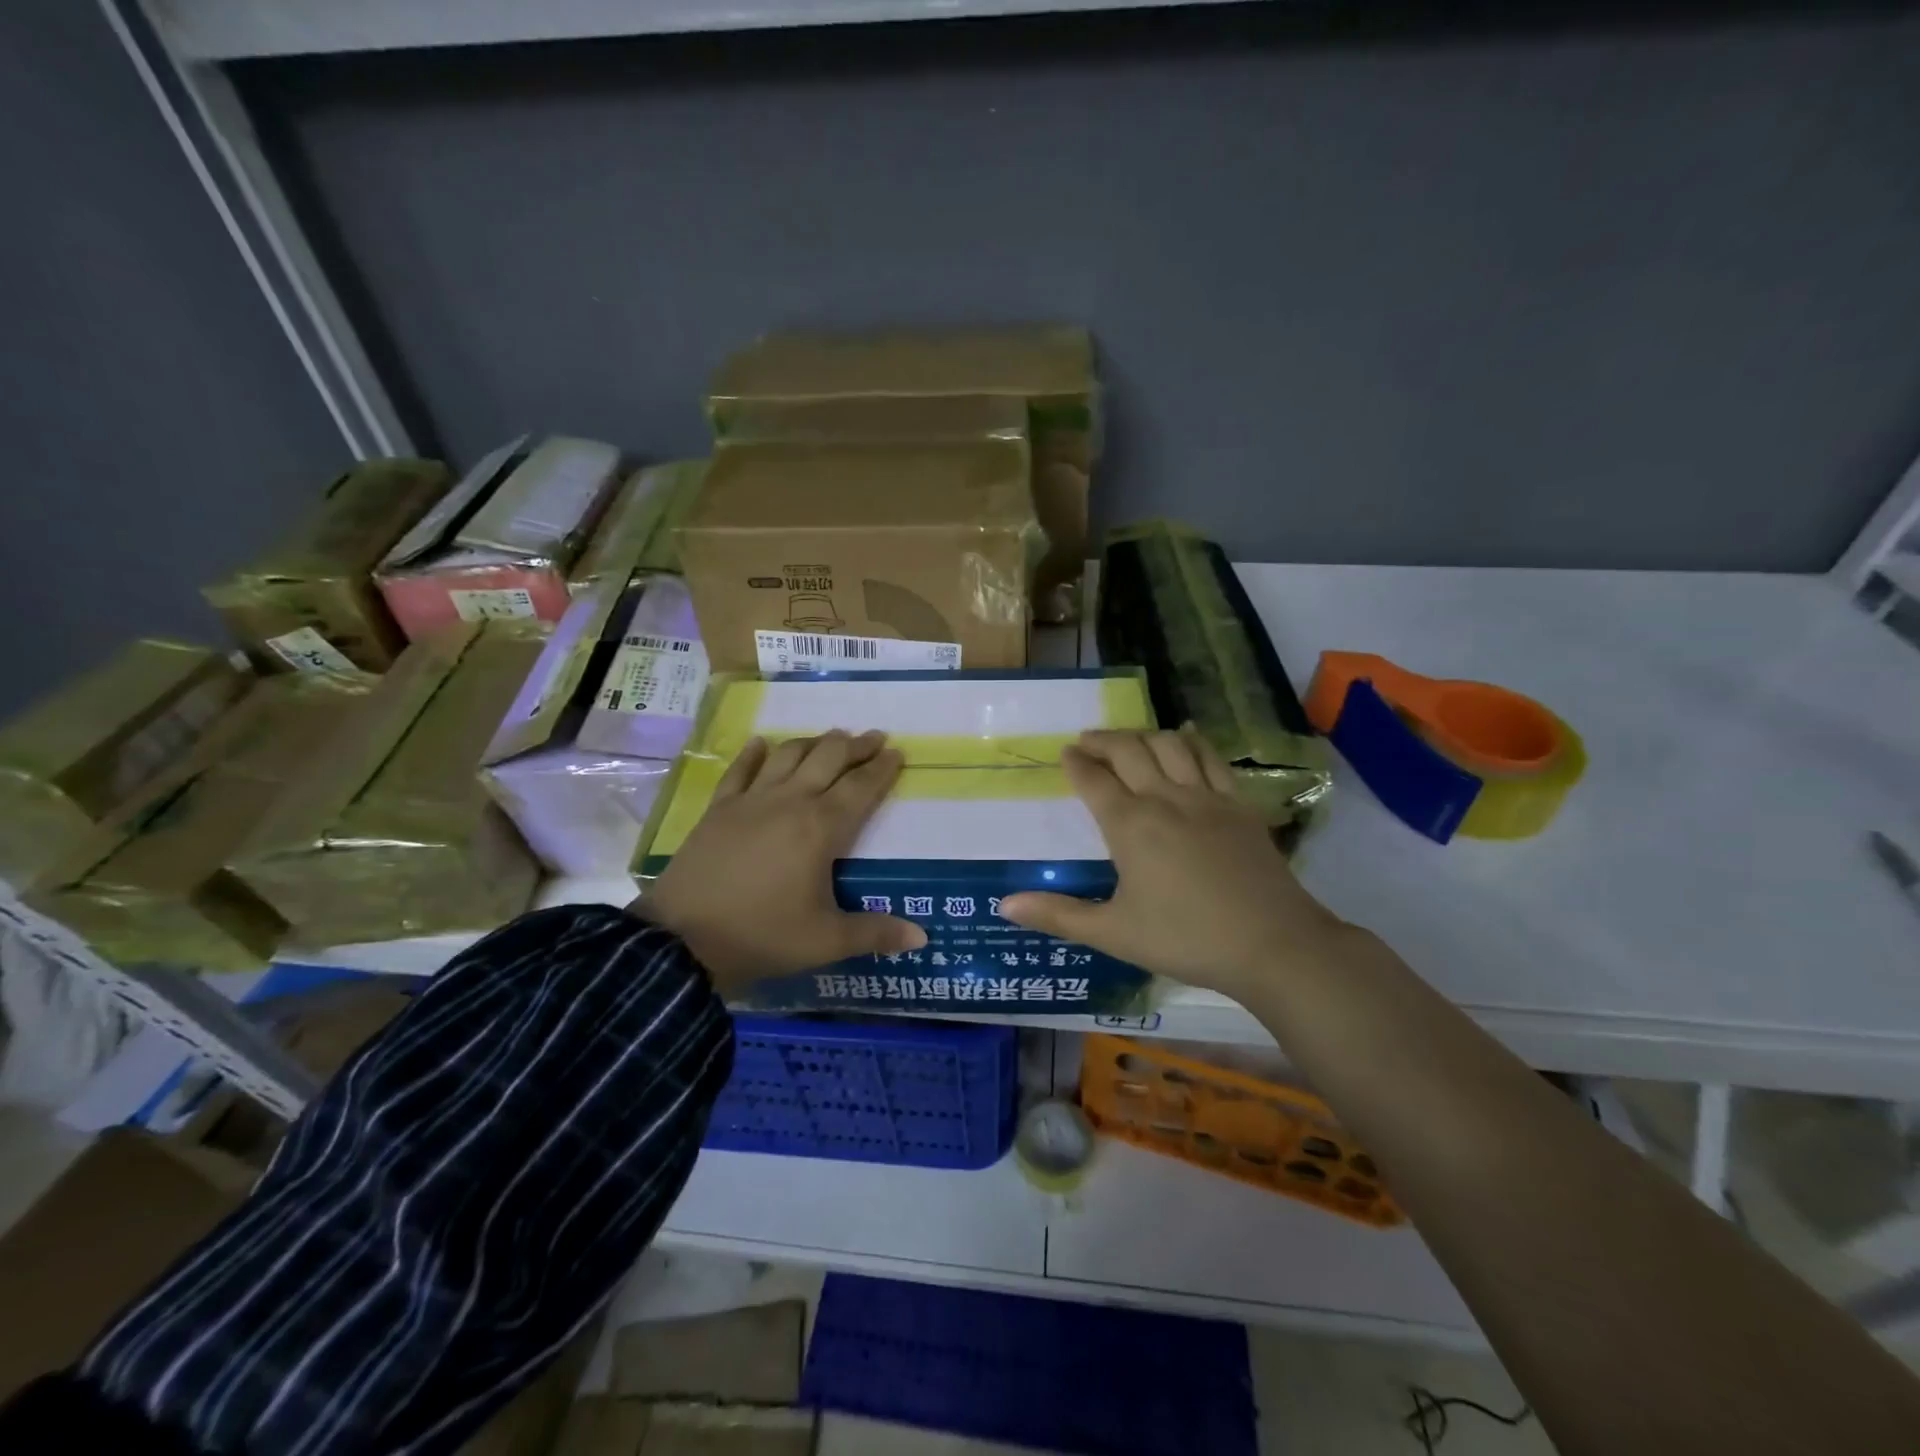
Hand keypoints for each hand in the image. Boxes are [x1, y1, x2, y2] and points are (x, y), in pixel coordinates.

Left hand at [638, 730, 927, 993]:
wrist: (681, 940)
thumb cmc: (761, 935)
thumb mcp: (825, 941)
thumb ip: (875, 933)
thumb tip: (921, 937)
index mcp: (821, 828)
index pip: (861, 787)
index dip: (882, 768)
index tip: (897, 752)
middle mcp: (790, 801)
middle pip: (828, 758)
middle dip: (855, 745)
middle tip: (873, 738)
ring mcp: (751, 801)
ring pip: (789, 755)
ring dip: (814, 742)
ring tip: (831, 737)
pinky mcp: (719, 809)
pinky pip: (740, 770)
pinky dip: (754, 753)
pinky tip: (762, 743)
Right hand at [1000, 729, 1346, 999]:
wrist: (1272, 943)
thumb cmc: (1185, 939)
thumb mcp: (1113, 933)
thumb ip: (1058, 915)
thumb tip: (1004, 905)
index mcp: (1129, 825)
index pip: (1093, 780)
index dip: (1075, 763)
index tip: (1064, 753)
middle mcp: (1164, 798)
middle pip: (1128, 750)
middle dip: (1103, 740)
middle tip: (1087, 740)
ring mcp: (1206, 797)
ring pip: (1169, 745)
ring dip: (1143, 735)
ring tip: (1129, 739)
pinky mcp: (1238, 804)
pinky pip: (1211, 758)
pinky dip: (1192, 741)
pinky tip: (1186, 736)